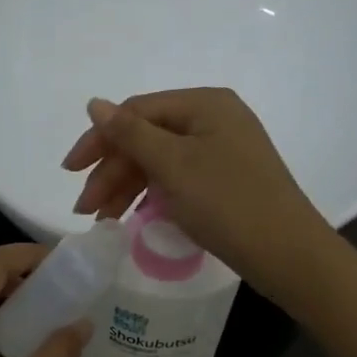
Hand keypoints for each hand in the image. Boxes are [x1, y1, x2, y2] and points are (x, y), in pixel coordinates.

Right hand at [62, 87, 331, 297]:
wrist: (286, 253)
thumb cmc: (227, 202)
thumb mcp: (173, 165)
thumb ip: (130, 134)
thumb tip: (94, 103)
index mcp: (204, 104)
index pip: (136, 112)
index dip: (99, 140)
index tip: (70, 172)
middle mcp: (214, 119)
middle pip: (147, 138)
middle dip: (112, 172)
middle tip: (86, 209)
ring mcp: (222, 150)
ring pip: (159, 162)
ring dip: (126, 187)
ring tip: (103, 220)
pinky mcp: (225, 180)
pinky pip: (177, 179)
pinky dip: (151, 196)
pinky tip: (133, 216)